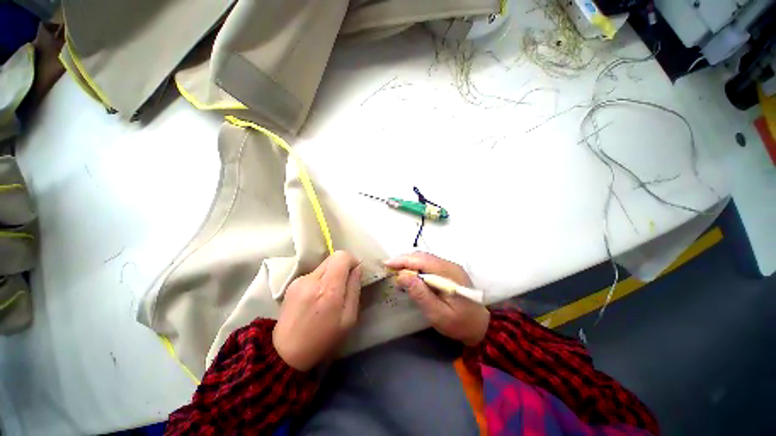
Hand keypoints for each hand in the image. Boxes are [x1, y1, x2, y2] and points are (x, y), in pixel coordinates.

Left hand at [273, 251, 361, 370]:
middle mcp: (312, 279)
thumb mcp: (349, 319)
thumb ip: (354, 289)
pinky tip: (315, 298)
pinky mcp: (292, 284)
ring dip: (330, 274)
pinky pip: (313, 274)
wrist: (286, 353)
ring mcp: (299, 280)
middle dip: (342, 267)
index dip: (351, 261)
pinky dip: (319, 280)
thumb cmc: (323, 338)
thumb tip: (357, 269)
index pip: (342, 256)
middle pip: (332, 257)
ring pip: (323, 265)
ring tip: (328, 295)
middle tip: (344, 285)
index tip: (354, 274)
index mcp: (328, 289)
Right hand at [385, 252, 488, 346]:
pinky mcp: (448, 271)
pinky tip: (410, 274)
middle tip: (389, 268)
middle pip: (423, 256)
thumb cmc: (460, 324)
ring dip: (409, 262)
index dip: (403, 260)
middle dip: (404, 260)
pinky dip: (416, 266)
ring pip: (425, 258)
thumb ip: (420, 295)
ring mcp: (450, 267)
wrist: (481, 326)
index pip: (422, 260)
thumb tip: (402, 276)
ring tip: (396, 270)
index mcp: (449, 274)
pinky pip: (429, 263)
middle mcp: (450, 265)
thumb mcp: (438, 314)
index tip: (387, 263)